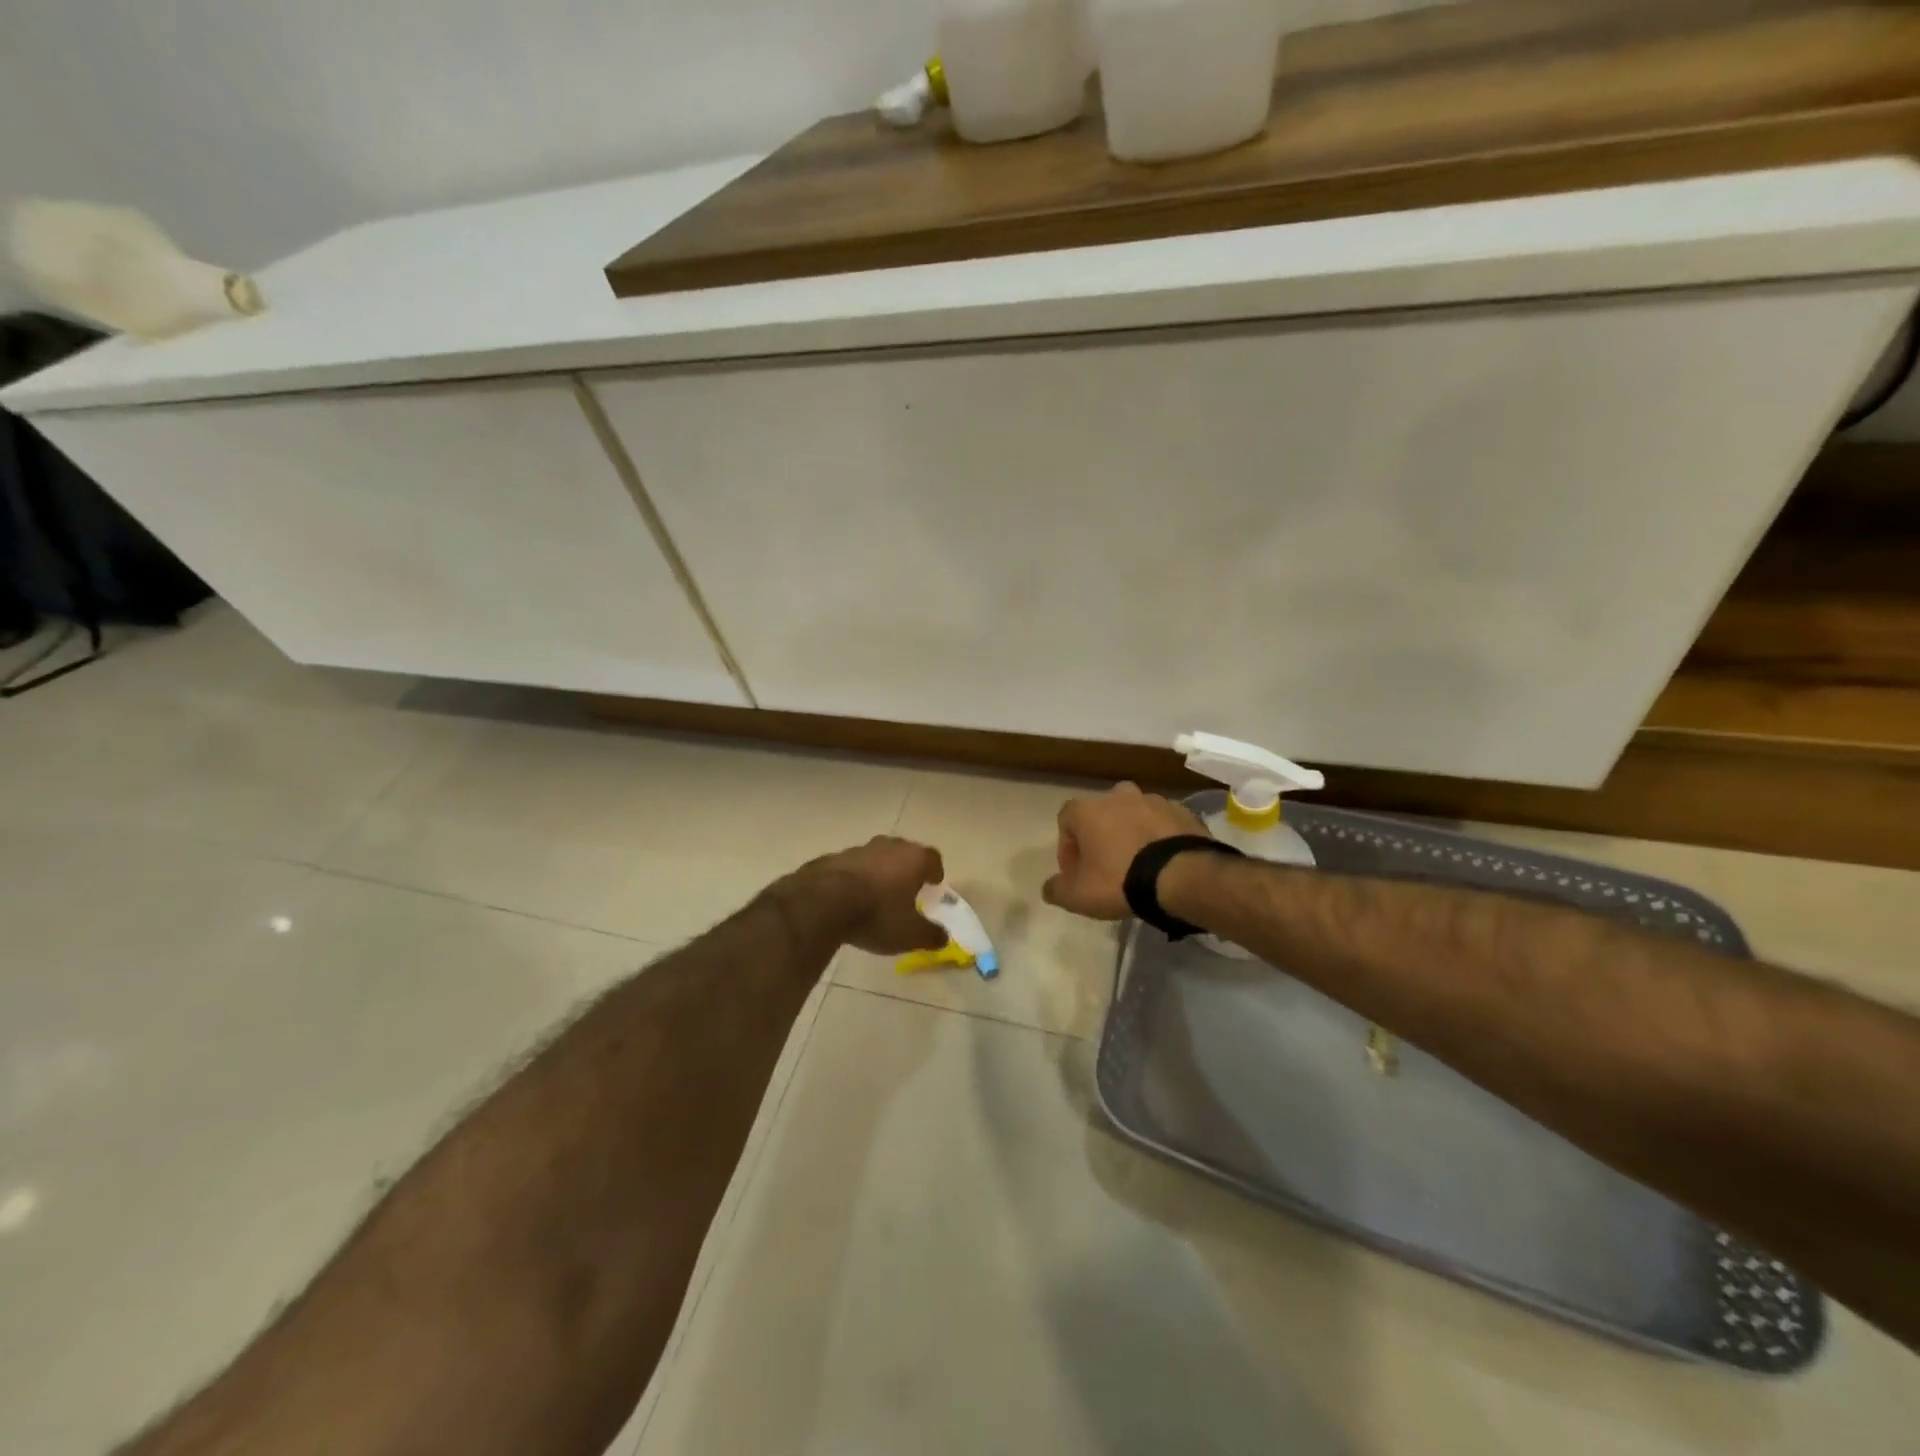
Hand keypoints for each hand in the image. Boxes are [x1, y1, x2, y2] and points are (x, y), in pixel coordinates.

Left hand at [798, 836, 948, 954]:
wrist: (823, 903)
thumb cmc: (877, 915)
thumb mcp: (910, 934)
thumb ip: (930, 935)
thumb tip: (943, 937)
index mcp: (913, 859)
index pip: (932, 858)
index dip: (934, 871)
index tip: (934, 883)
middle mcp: (888, 847)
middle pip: (904, 852)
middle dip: (907, 868)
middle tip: (907, 887)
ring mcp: (859, 849)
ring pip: (876, 857)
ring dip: (879, 872)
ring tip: (877, 894)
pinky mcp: (833, 858)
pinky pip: (851, 867)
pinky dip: (855, 878)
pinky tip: (849, 897)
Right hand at [1042, 782, 1207, 919]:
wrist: (1182, 877)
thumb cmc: (1119, 880)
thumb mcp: (1077, 895)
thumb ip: (1056, 889)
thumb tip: (1050, 887)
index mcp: (1088, 809)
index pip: (1066, 820)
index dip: (1068, 847)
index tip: (1076, 872)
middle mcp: (1119, 796)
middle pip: (1102, 815)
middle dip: (1101, 837)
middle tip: (1107, 867)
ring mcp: (1154, 800)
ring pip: (1134, 816)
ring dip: (1131, 835)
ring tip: (1139, 867)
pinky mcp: (1183, 812)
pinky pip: (1162, 824)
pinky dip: (1158, 838)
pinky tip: (1162, 863)